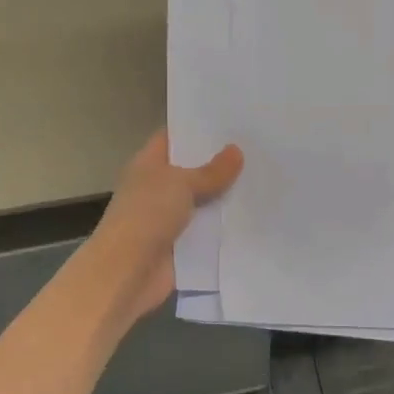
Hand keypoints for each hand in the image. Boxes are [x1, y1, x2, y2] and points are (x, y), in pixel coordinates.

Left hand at [85, 131, 242, 328]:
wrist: (128, 272)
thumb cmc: (147, 216)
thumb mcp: (181, 184)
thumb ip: (211, 171)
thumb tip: (236, 151)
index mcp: (149, 164)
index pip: (174, 137)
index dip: (199, 128)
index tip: (232, 120)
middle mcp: (158, 187)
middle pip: (193, 170)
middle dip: (221, 162)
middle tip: (259, 147)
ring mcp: (170, 217)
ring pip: (204, 201)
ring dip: (227, 195)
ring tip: (265, 177)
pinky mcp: (182, 245)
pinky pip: (208, 230)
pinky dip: (226, 226)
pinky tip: (256, 215)